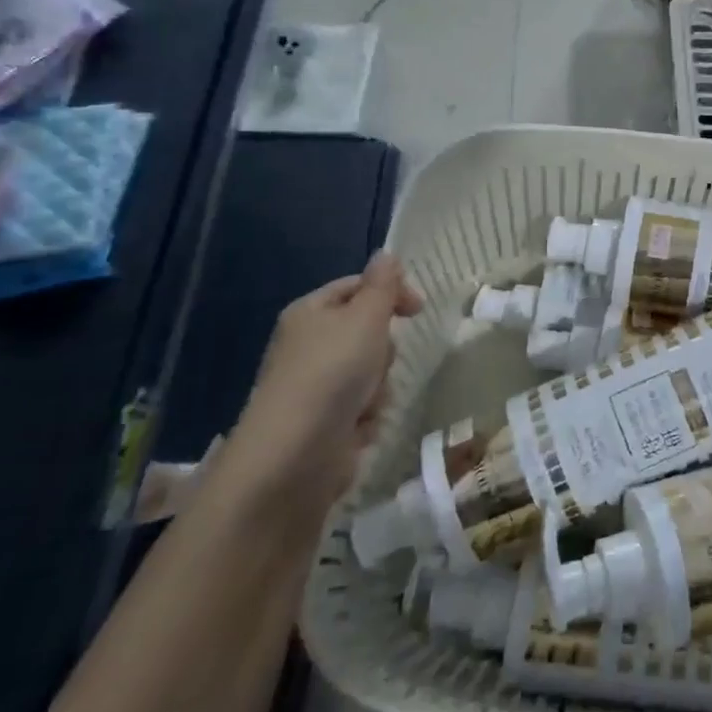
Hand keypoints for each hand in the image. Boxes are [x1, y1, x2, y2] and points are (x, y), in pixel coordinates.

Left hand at [221, 254, 422, 512]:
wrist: (293, 458)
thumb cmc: (331, 374)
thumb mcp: (365, 318)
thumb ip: (382, 286)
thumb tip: (387, 254)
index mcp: (310, 313)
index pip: (357, 287)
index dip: (390, 292)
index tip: (419, 309)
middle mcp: (309, 346)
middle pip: (368, 332)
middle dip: (384, 350)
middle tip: (377, 361)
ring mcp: (316, 388)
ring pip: (372, 374)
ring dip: (378, 388)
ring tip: (364, 403)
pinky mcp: (325, 424)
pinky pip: (364, 409)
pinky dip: (366, 418)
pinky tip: (356, 429)